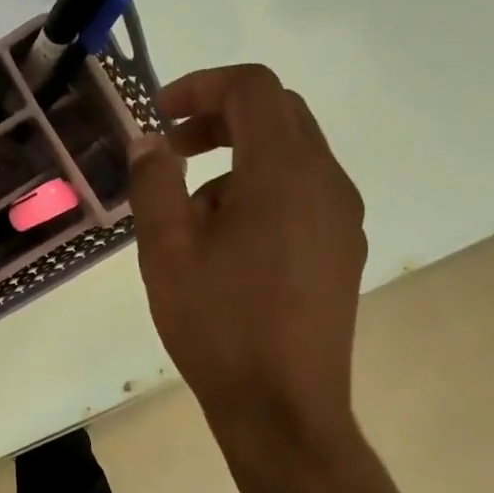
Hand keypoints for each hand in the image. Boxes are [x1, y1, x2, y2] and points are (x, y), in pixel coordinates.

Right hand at [129, 65, 366, 447]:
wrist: (283, 406)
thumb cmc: (218, 324)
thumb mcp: (166, 250)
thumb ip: (155, 182)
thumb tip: (151, 141)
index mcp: (283, 172)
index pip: (252, 88)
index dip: (201, 86)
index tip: (160, 115)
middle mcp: (326, 182)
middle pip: (279, 113)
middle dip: (220, 117)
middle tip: (174, 151)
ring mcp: (341, 217)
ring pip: (292, 154)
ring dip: (239, 157)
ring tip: (192, 212)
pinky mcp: (342, 248)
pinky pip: (303, 191)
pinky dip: (261, 188)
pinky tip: (228, 242)